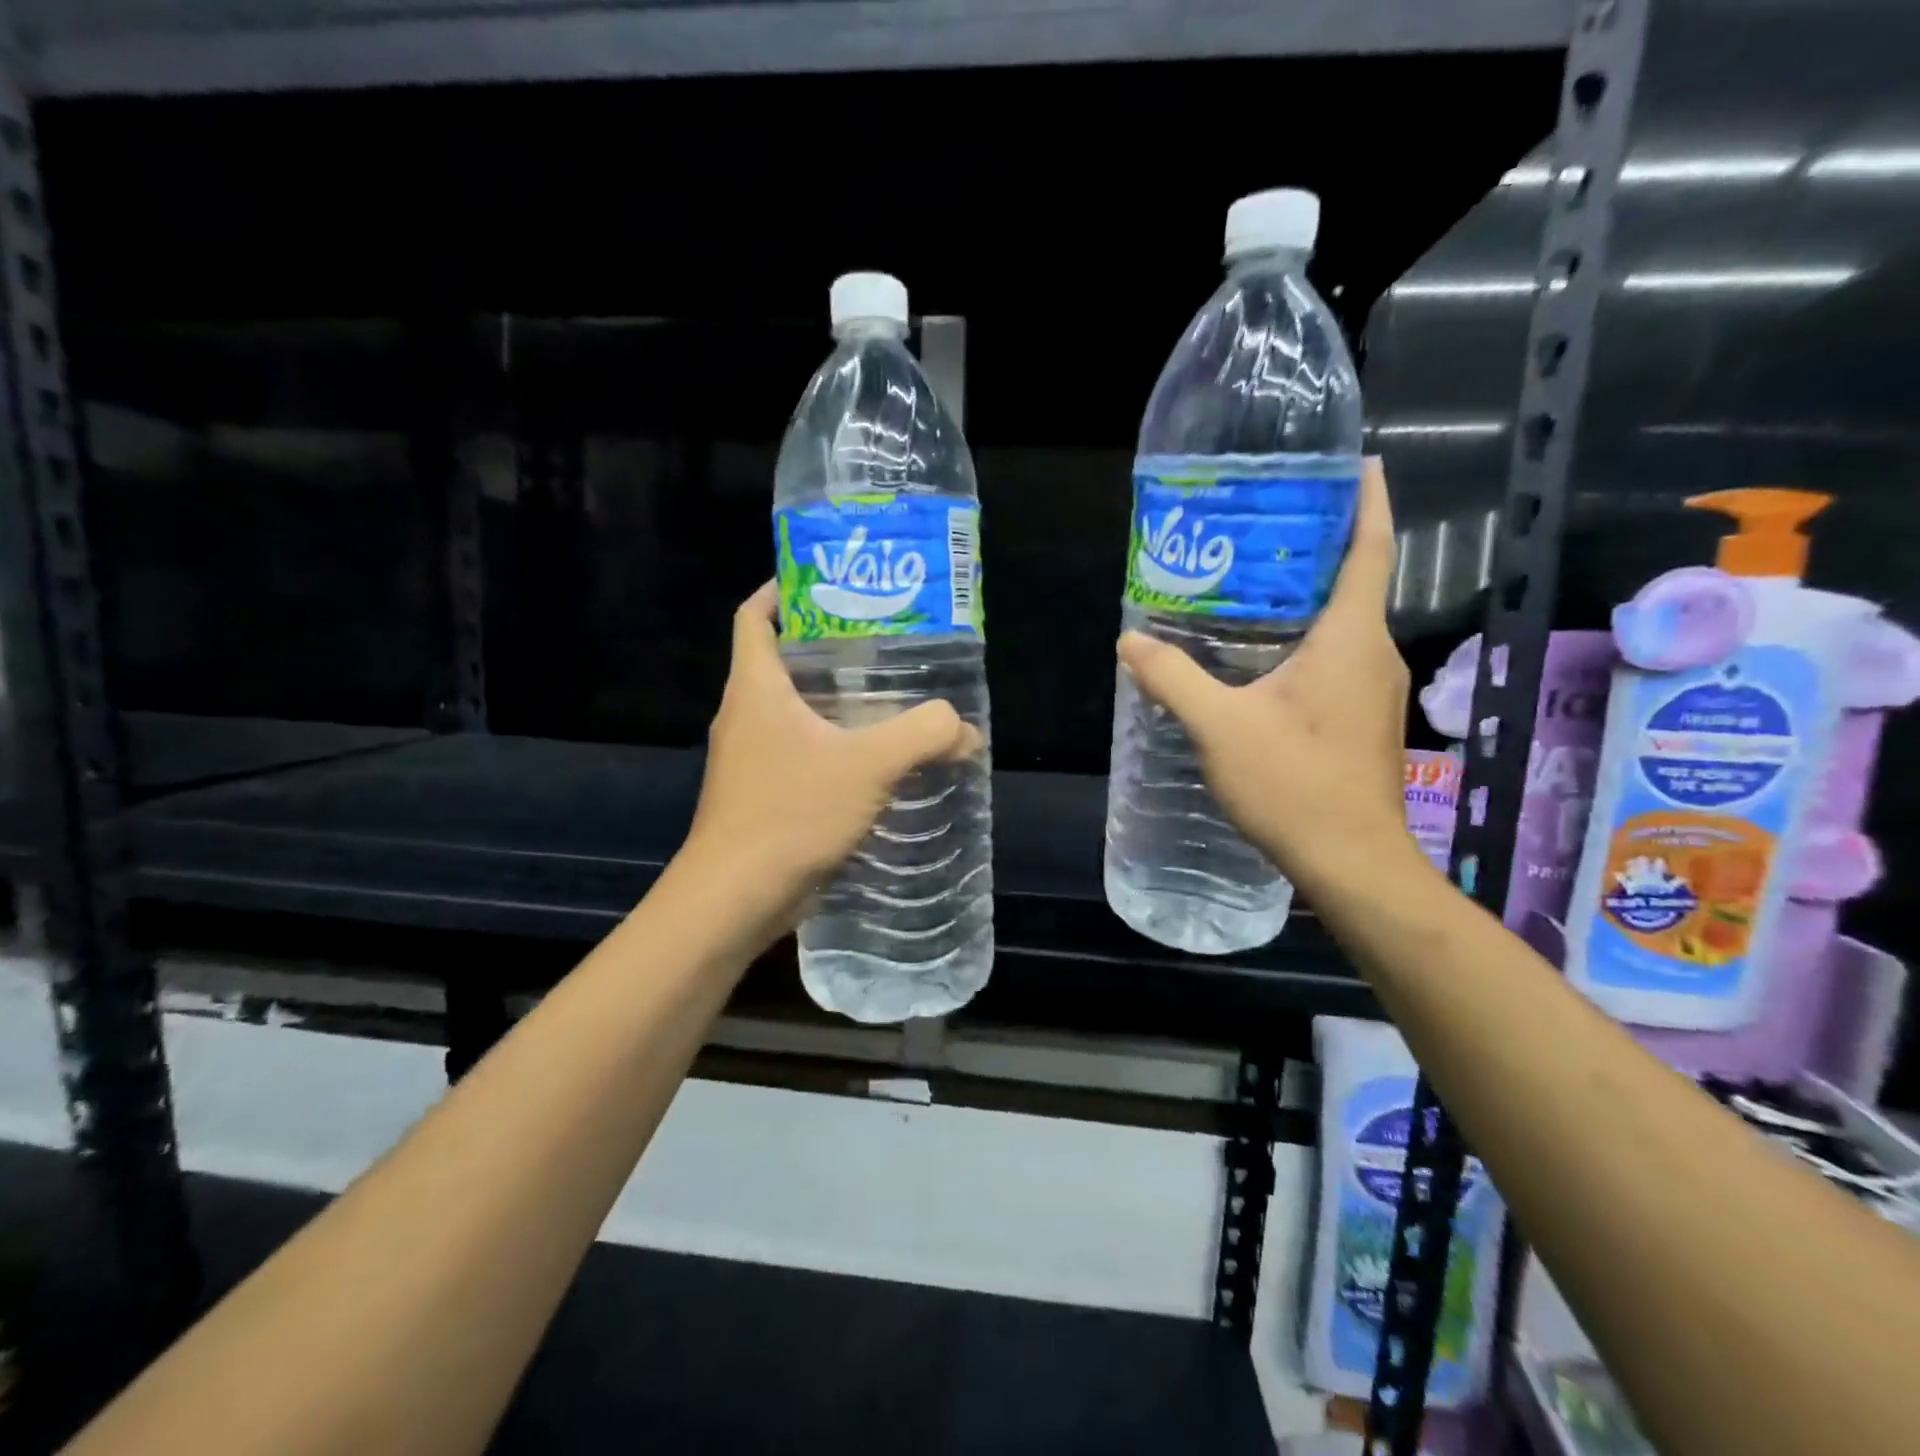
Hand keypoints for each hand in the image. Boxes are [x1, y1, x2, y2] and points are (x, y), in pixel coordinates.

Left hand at [682, 582, 982, 920]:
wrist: (734, 898)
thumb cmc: (790, 814)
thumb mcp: (868, 765)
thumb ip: (923, 735)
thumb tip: (964, 729)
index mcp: (755, 688)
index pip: (754, 616)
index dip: (783, 589)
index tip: (829, 582)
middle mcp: (745, 715)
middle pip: (781, 660)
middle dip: (828, 647)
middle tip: (884, 642)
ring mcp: (750, 758)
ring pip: (792, 710)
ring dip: (834, 701)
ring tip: (889, 698)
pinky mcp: (762, 795)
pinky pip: (800, 752)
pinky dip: (833, 746)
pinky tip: (874, 762)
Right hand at [1116, 457, 1418, 896]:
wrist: (1351, 862)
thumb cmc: (1294, 785)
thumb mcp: (1220, 728)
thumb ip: (1174, 678)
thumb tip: (1130, 641)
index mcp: (1350, 639)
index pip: (1370, 550)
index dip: (1368, 502)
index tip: (1362, 463)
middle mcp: (1374, 654)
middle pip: (1355, 580)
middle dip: (1320, 545)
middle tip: (1267, 522)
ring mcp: (1374, 689)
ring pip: (1345, 622)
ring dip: (1310, 595)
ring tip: (1254, 580)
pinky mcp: (1363, 718)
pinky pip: (1339, 656)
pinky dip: (1308, 636)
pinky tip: (1264, 653)